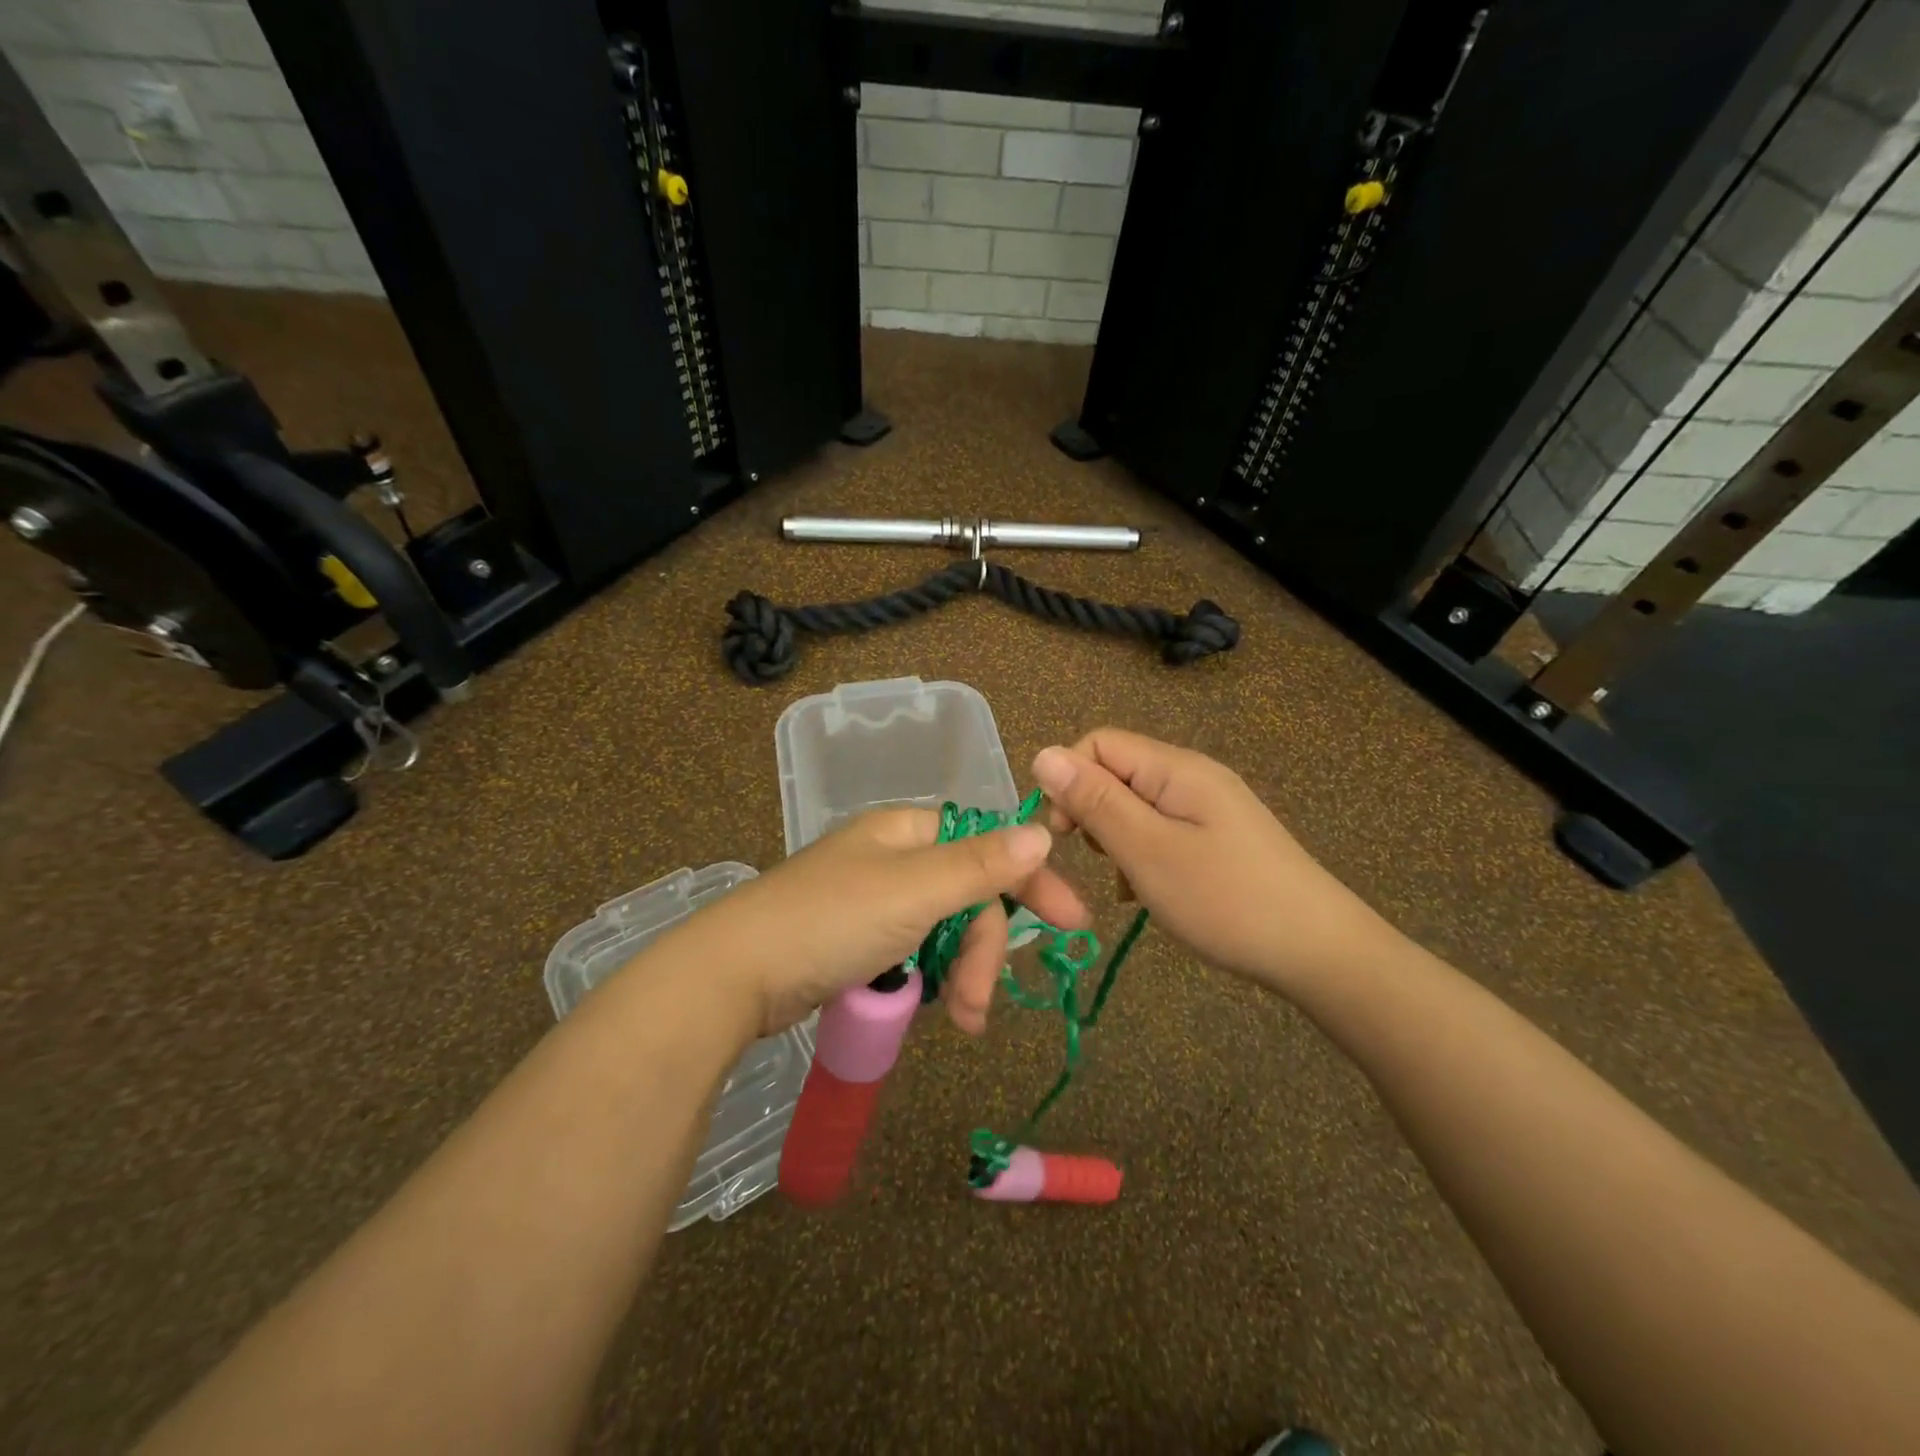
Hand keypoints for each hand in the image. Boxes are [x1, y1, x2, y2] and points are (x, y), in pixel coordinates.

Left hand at [675, 808, 1089, 1038]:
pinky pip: (914, 954)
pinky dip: (929, 981)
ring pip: (944, 931)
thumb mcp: (914, 891)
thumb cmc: (830, 921)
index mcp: (907, 832)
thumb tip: (1041, 832)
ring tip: (961, 1021)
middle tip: (978, 1005)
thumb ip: (981, 865)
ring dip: (960, 974)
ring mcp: (873, 902)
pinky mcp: (857, 942)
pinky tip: (929, 1009)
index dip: (1030, 880)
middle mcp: (893, 859)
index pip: (987, 845)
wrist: (733, 976)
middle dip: (982, 951)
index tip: (1071, 923)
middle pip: (967, 897)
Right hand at [1030, 729, 1396, 995]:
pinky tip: (1151, 893)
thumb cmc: (1225, 899)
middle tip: (1101, 863)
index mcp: (1175, 768)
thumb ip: (1094, 801)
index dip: (1069, 780)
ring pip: (1136, 806)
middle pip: (1117, 772)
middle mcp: (1192, 776)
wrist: (1320, 952)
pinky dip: (1144, 855)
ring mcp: (1209, 807)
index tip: (1064, 834)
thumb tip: (1042, 754)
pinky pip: (1162, 830)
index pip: (1097, 744)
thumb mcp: (1147, 850)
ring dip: (1117, 839)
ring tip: (1129, 884)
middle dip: (1093, 812)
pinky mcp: (1219, 837)